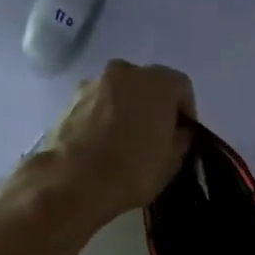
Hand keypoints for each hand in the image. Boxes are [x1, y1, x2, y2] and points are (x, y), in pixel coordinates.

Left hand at [40, 60, 195, 220]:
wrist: (73, 182)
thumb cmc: (134, 169)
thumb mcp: (172, 161)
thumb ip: (180, 139)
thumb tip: (177, 132)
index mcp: (158, 83)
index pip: (181, 87)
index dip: (185, 111)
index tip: (182, 134)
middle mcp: (125, 72)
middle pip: (148, 84)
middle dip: (154, 106)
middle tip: (156, 135)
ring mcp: (93, 83)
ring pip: (120, 92)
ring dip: (127, 109)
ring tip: (126, 141)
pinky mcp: (69, 100)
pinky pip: (98, 104)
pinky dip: (104, 117)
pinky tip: (104, 144)